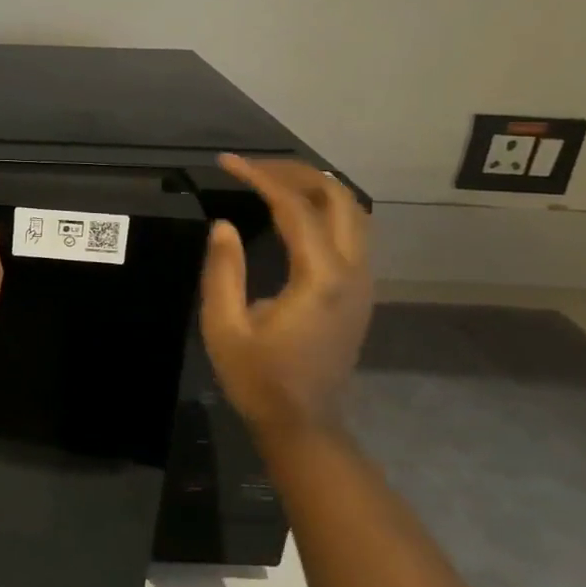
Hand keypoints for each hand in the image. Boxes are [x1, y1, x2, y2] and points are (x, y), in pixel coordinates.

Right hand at [199, 154, 371, 440]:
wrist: (303, 424)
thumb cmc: (258, 379)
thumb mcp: (224, 327)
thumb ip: (222, 271)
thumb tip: (223, 225)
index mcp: (319, 278)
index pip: (295, 208)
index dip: (261, 177)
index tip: (228, 162)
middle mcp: (352, 272)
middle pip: (339, 198)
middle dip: (296, 173)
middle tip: (254, 167)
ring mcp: (363, 282)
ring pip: (355, 212)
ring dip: (316, 188)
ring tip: (272, 180)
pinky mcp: (360, 292)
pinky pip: (353, 232)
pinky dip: (326, 209)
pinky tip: (296, 212)